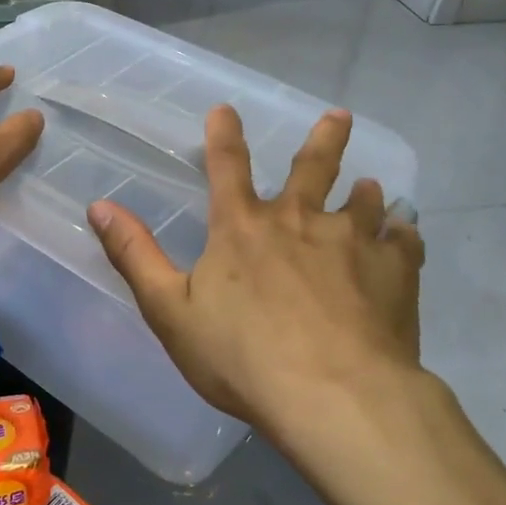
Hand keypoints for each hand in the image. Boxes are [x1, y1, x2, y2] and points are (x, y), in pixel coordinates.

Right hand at [88, 105, 425, 441]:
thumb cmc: (241, 356)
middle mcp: (300, 220)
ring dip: (366, 190)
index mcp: (242, 227)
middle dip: (323, 139)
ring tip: (372, 186)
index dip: (223, 134)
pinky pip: (405, 242)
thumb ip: (134, 255)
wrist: (333, 395)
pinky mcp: (395, 272)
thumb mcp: (169, 310)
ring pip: (364, 201)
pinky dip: (404, 235)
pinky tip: (407, 235)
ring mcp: (353, 242)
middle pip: (313, 167)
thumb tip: (98, 206)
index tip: (226, 108)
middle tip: (338, 115)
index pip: (226, 166)